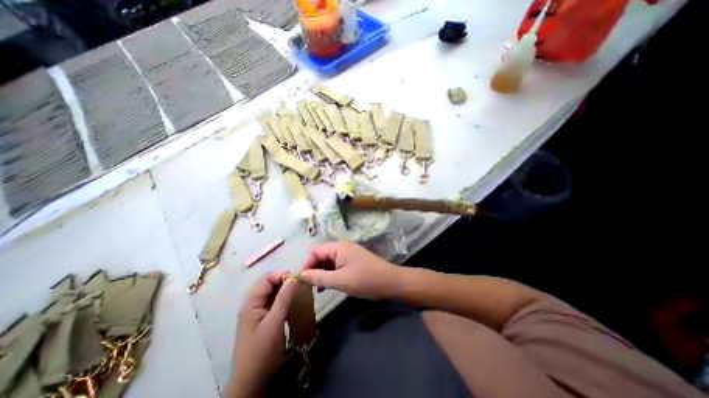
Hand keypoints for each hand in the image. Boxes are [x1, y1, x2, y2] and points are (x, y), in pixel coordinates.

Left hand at [229, 273, 296, 397]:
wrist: (252, 384)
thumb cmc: (262, 353)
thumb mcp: (275, 323)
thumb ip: (284, 298)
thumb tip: (295, 277)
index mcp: (251, 303)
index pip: (267, 278)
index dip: (282, 276)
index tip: (298, 281)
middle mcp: (253, 304)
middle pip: (270, 284)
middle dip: (285, 282)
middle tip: (300, 287)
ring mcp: (258, 312)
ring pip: (273, 293)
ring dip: (286, 291)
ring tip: (299, 294)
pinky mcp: (264, 320)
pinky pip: (275, 303)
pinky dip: (285, 300)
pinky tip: (294, 304)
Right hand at [297, 241, 400, 299]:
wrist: (390, 282)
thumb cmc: (365, 280)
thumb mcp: (340, 280)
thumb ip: (319, 277)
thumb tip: (301, 275)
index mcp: (338, 247)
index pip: (315, 251)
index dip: (305, 264)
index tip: (299, 280)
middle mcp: (342, 247)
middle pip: (321, 255)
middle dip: (312, 269)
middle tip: (306, 286)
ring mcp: (348, 253)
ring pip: (328, 261)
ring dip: (321, 273)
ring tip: (316, 289)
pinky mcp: (353, 260)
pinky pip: (337, 265)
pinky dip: (330, 274)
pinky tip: (327, 286)